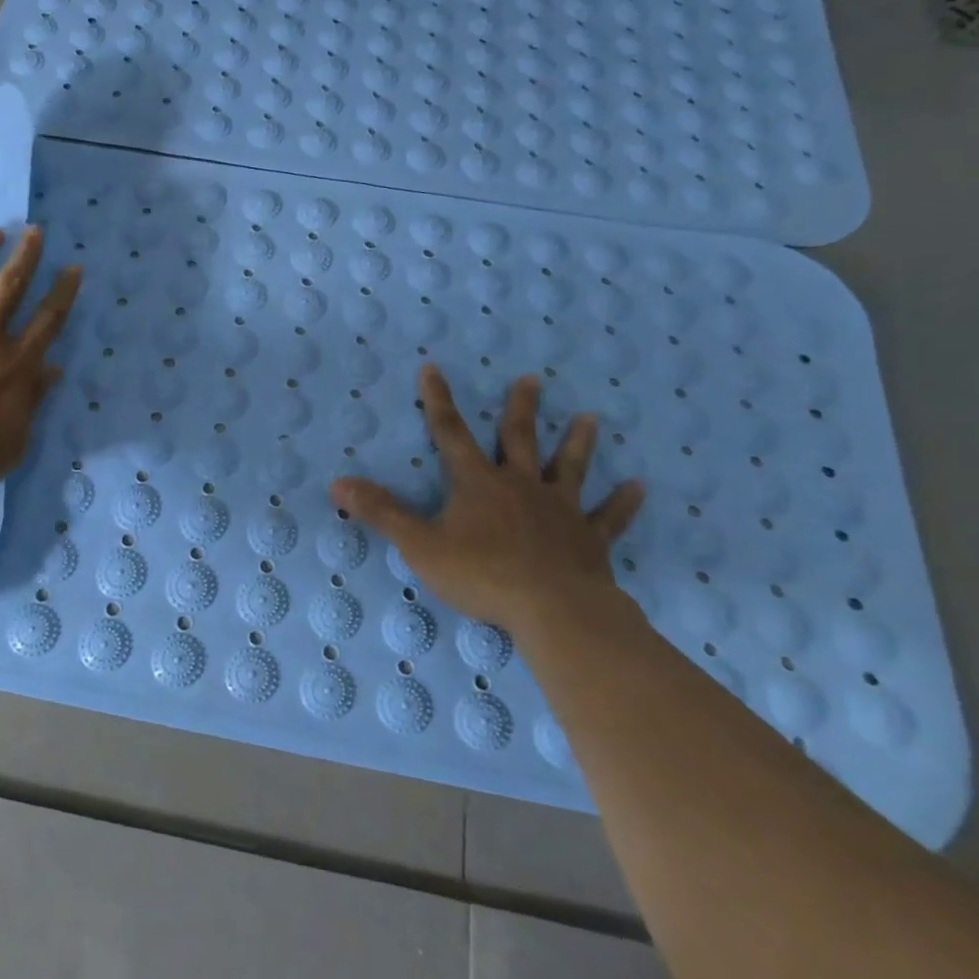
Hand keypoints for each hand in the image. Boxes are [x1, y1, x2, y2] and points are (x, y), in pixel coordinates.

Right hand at [330, 366, 645, 635]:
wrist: (552, 609)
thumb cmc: (481, 574)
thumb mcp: (419, 545)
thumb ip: (381, 512)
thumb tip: (337, 483)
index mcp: (477, 483)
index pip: (450, 432)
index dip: (438, 400)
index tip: (433, 369)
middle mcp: (520, 485)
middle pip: (519, 439)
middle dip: (522, 409)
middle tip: (533, 379)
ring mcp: (559, 510)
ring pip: (569, 468)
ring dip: (579, 443)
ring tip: (592, 418)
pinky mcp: (589, 539)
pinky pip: (609, 517)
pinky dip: (623, 503)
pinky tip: (641, 487)